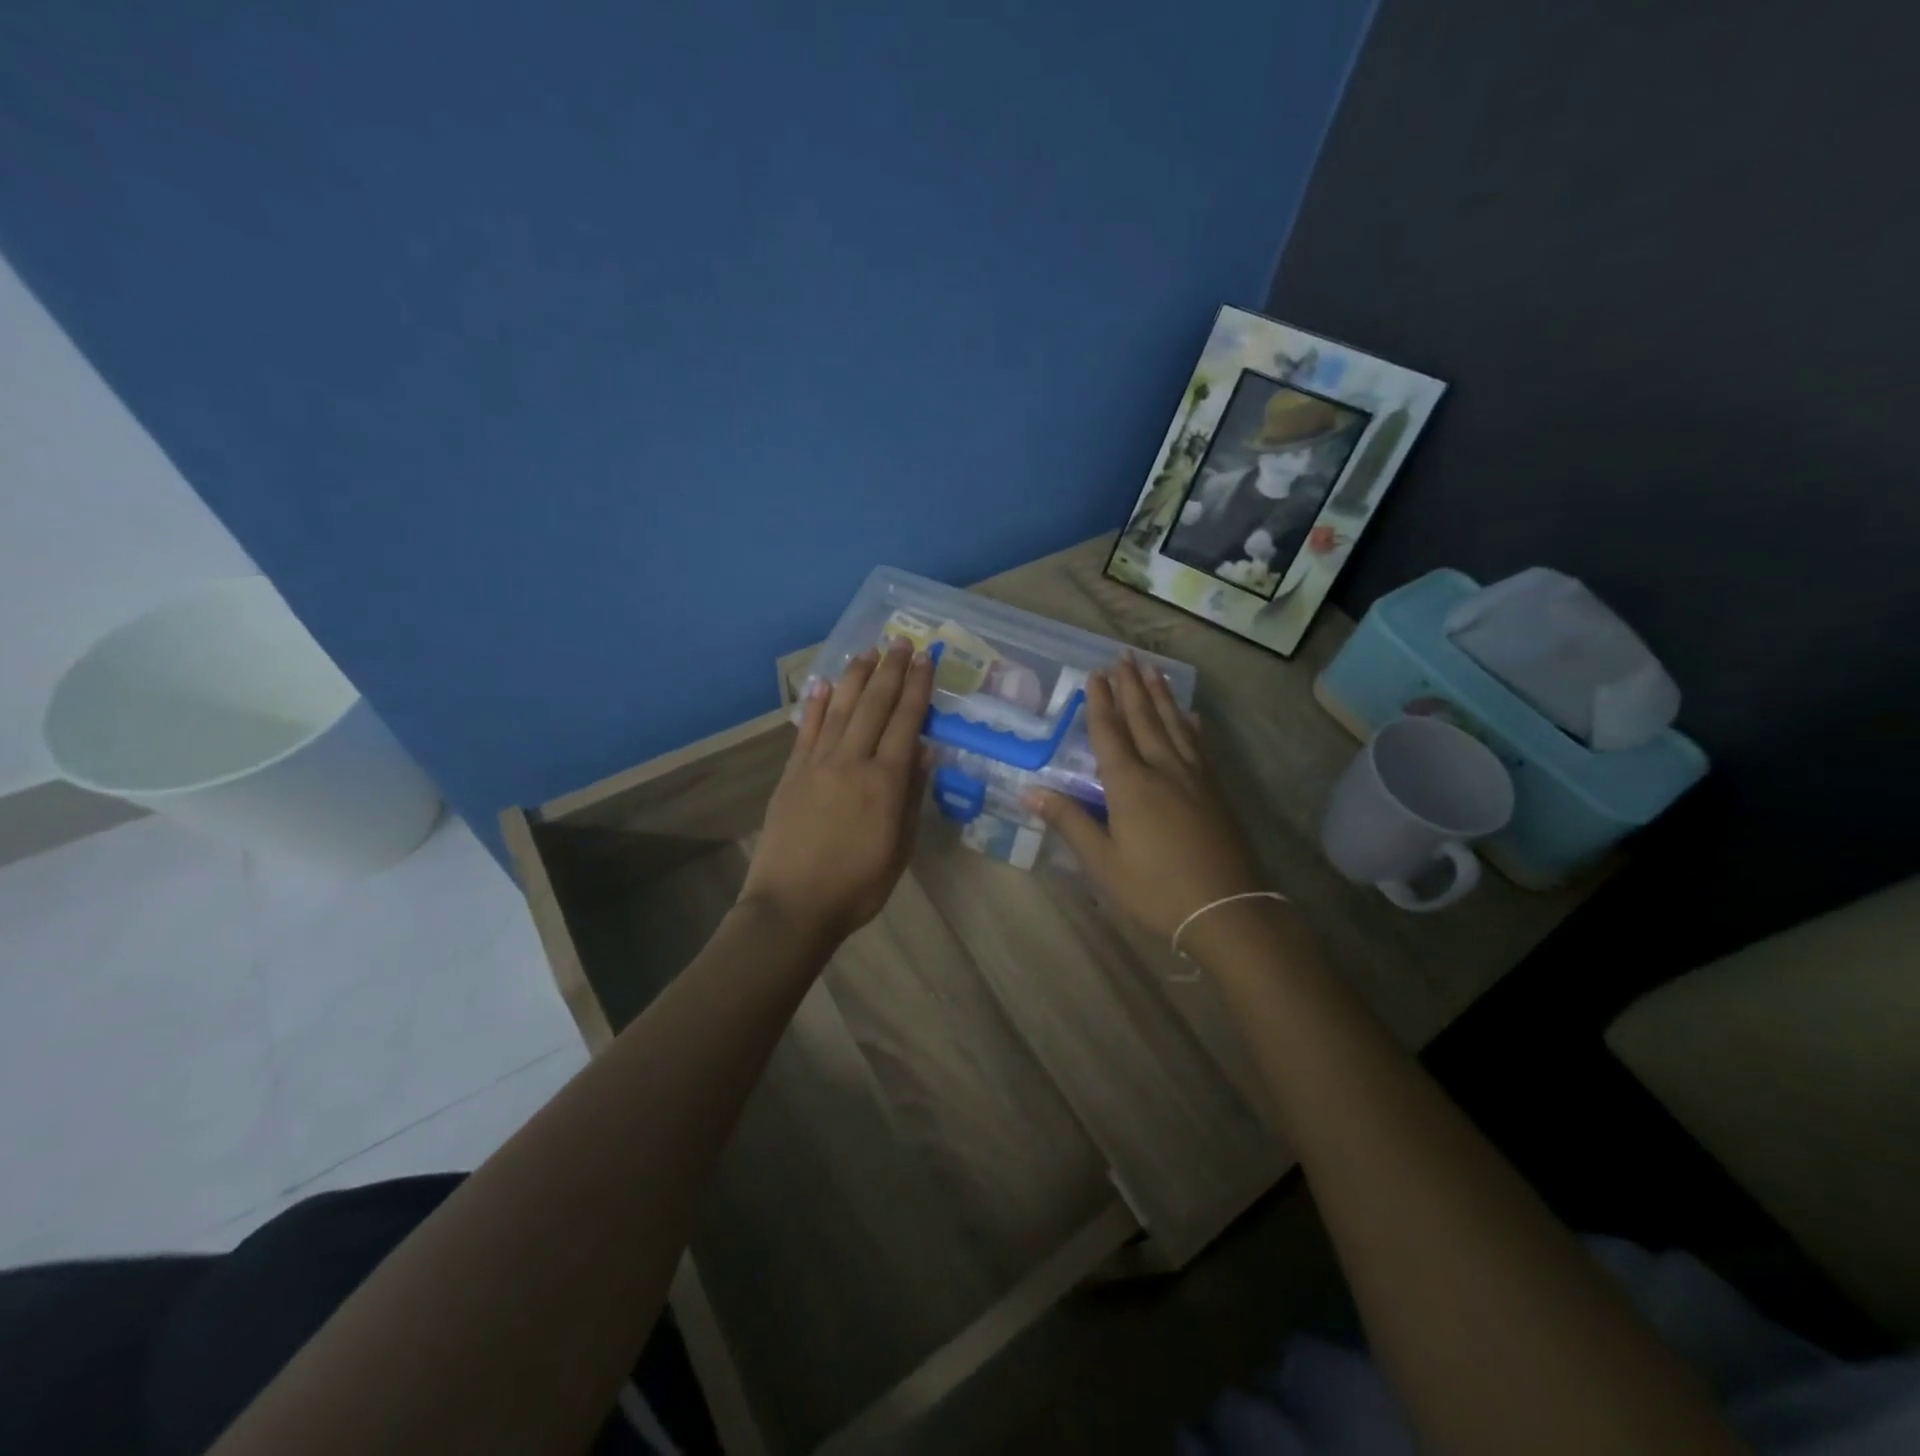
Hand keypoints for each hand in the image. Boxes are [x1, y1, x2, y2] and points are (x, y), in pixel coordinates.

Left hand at [741, 638, 932, 946]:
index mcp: (885, 781)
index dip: (917, 687)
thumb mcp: (900, 848)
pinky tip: (823, 683)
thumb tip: (925, 751)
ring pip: (840, 708)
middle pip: (874, 705)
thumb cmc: (857, 886)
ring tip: (867, 651)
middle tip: (900, 641)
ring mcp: (817, 764)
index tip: (925, 658)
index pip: (906, 721)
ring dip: (855, 677)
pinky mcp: (791, 774)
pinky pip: (806, 730)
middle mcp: (852, 761)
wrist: (793, 905)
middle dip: (890, 670)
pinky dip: (816, 704)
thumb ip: (912, 796)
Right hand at [1028, 656, 1262, 940]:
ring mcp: (1194, 776)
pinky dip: (1190, 725)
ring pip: (1174, 724)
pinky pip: (1199, 745)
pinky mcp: (1215, 789)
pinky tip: (1190, 716)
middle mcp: (1162, 768)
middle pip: (1143, 718)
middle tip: (1123, 656)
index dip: (1099, 702)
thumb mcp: (1103, 861)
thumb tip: (1030, 792)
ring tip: (1152, 669)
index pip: (1109, 732)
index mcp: (1130, 784)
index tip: (1094, 673)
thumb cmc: (1154, 888)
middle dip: (1131, 686)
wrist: (1226, 908)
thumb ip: (1069, 822)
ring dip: (1160, 695)